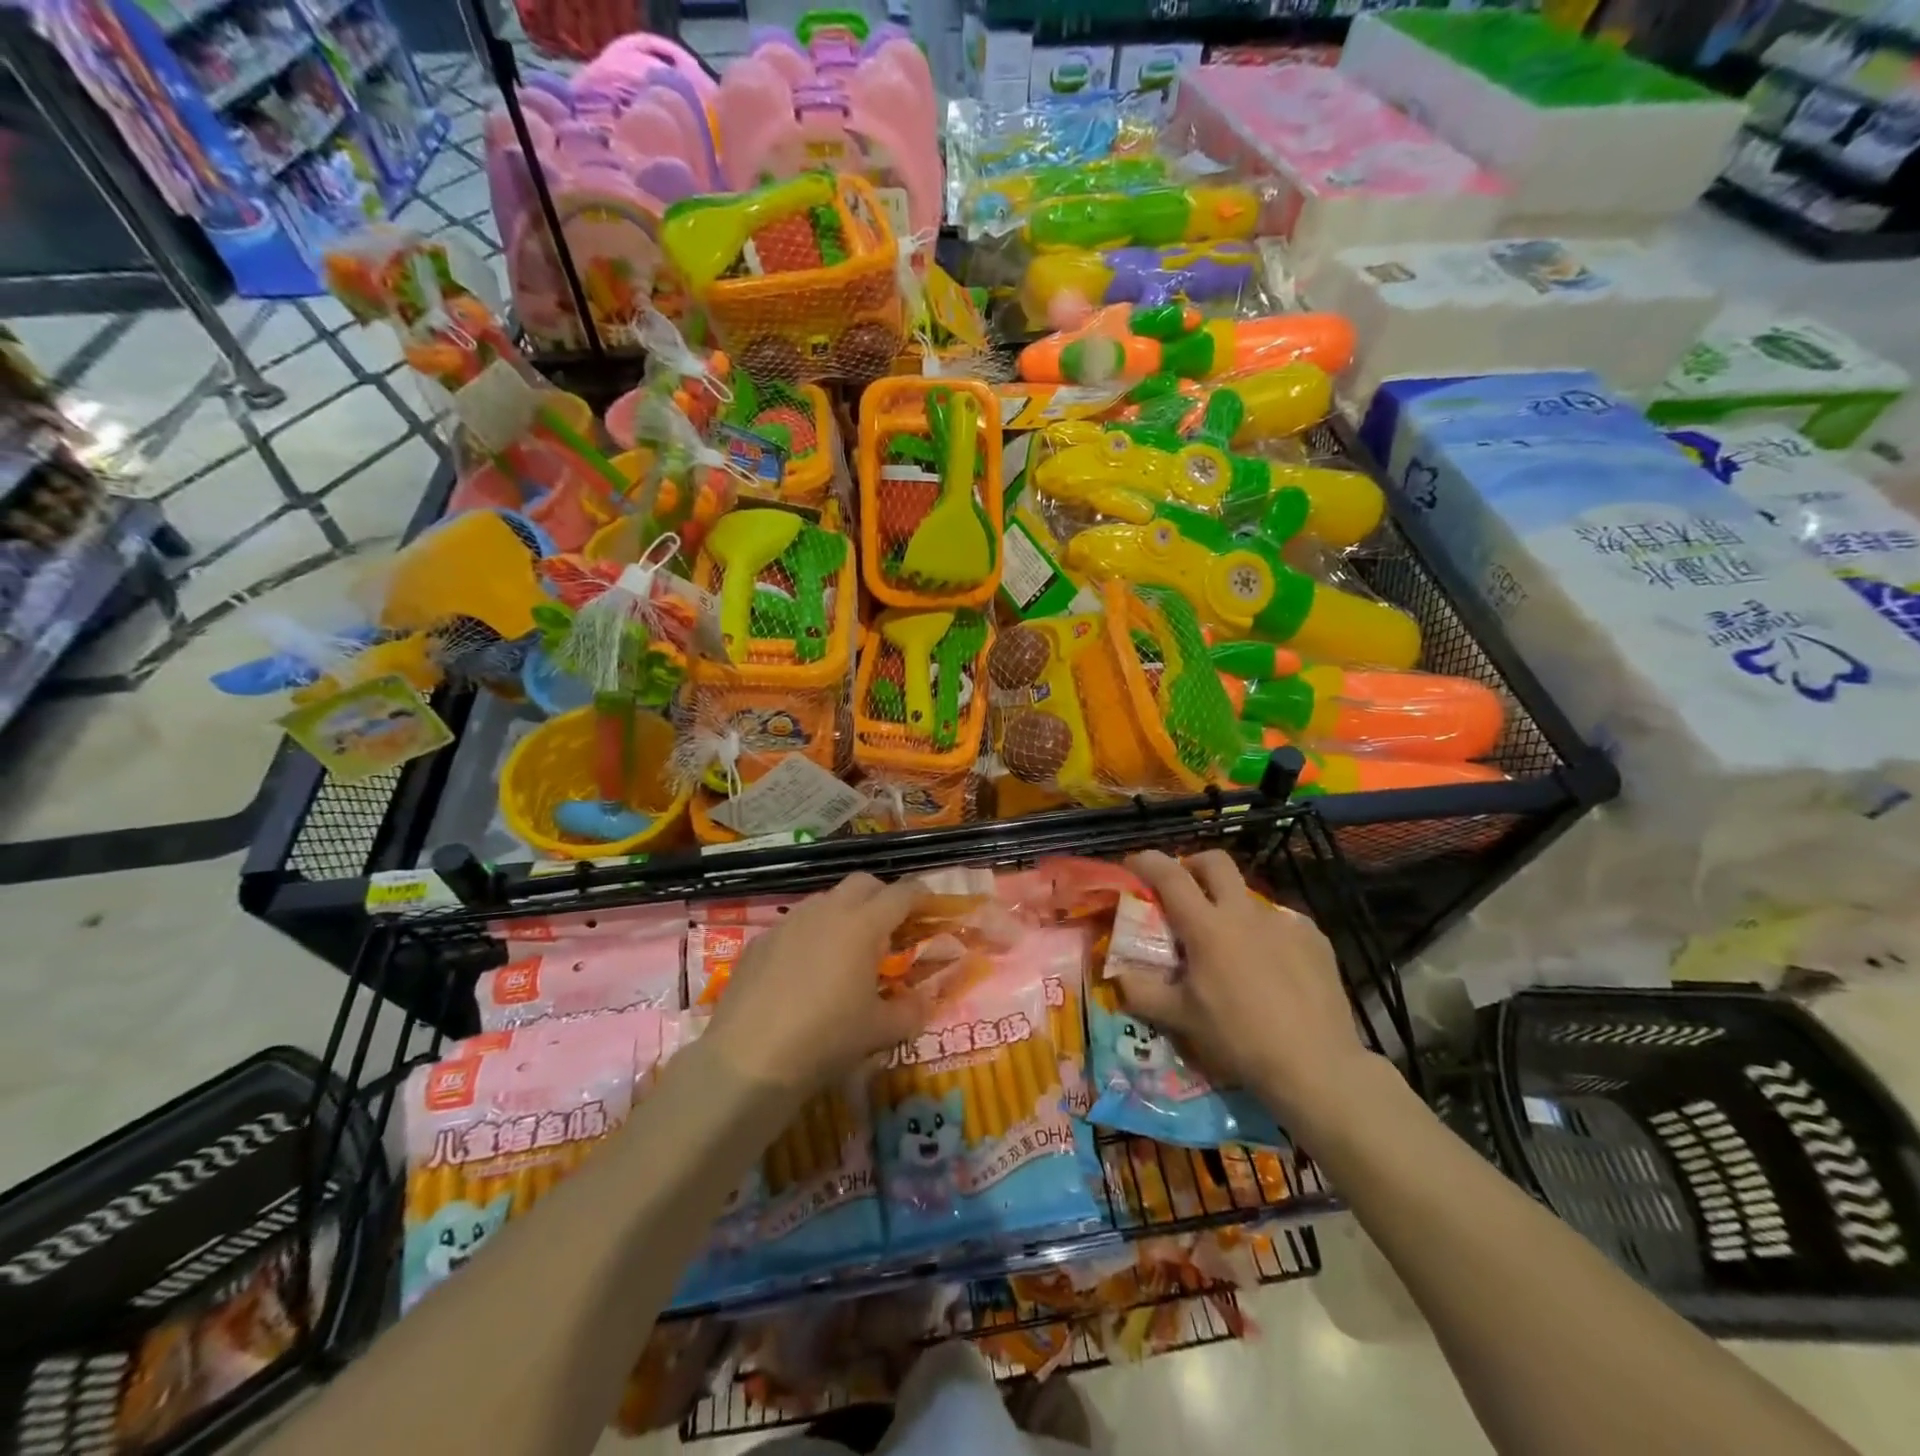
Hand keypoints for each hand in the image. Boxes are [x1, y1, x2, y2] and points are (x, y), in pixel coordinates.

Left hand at [704, 874, 929, 1094]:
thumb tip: (925, 1002)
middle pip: (863, 882)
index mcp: (863, 925)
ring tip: (847, 950)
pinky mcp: (761, 940)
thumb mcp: (880, 1031)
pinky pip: (795, 925)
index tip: (930, 905)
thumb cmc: (825, 1038)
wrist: (749, 1058)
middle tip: (891, 927)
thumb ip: (910, 1011)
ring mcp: (789, 922)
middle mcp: (827, 911)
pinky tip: (806, 971)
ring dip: (844, 913)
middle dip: (882, 896)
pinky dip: (811, 935)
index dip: (921, 895)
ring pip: (826, 900)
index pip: (901, 893)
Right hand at [1117, 849, 1370, 1127]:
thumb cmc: (1239, 1039)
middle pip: (1215, 862)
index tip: (1133, 864)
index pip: (1170, 876)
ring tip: (1230, 945)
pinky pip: (1281, 922)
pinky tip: (1270, 966)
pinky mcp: (1314, 938)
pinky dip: (1265, 933)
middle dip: (1193, 865)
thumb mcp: (1180, 1019)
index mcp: (1207, 927)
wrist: (1316, 1066)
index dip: (1147, 862)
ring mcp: (1284, 922)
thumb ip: (1141, 991)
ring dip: (1230, 905)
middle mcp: (1245, 913)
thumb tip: (1115, 974)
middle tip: (1184, 889)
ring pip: (1248, 895)